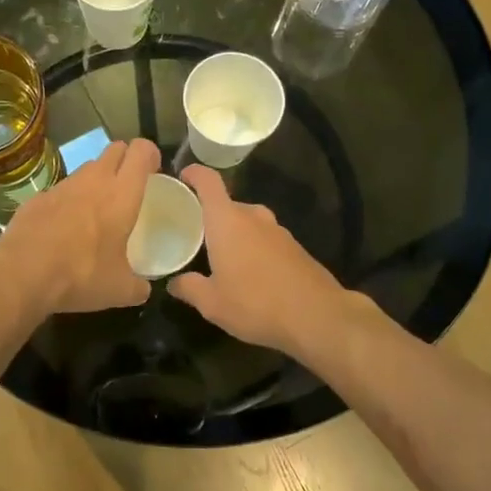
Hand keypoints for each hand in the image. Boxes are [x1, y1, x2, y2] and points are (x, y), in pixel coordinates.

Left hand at [0, 138, 161, 312]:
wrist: (22, 274)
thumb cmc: (81, 275)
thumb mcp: (120, 290)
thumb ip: (138, 286)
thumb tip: (143, 290)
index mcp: (121, 194)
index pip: (141, 151)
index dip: (151, 155)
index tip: (154, 172)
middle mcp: (93, 180)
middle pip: (114, 149)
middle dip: (125, 160)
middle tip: (128, 187)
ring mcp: (62, 186)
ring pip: (86, 168)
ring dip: (96, 180)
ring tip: (96, 211)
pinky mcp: (37, 198)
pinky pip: (61, 190)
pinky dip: (68, 201)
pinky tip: (63, 228)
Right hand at [168, 165, 353, 354]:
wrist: (317, 316)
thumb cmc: (255, 304)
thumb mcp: (212, 303)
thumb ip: (189, 288)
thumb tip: (174, 283)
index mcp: (227, 221)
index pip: (208, 182)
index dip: (194, 174)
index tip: (182, 176)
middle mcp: (253, 217)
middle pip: (227, 205)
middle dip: (210, 217)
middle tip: (194, 235)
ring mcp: (278, 231)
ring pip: (248, 223)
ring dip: (234, 234)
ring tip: (221, 258)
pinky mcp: (295, 248)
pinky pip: (265, 239)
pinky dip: (253, 248)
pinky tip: (250, 274)